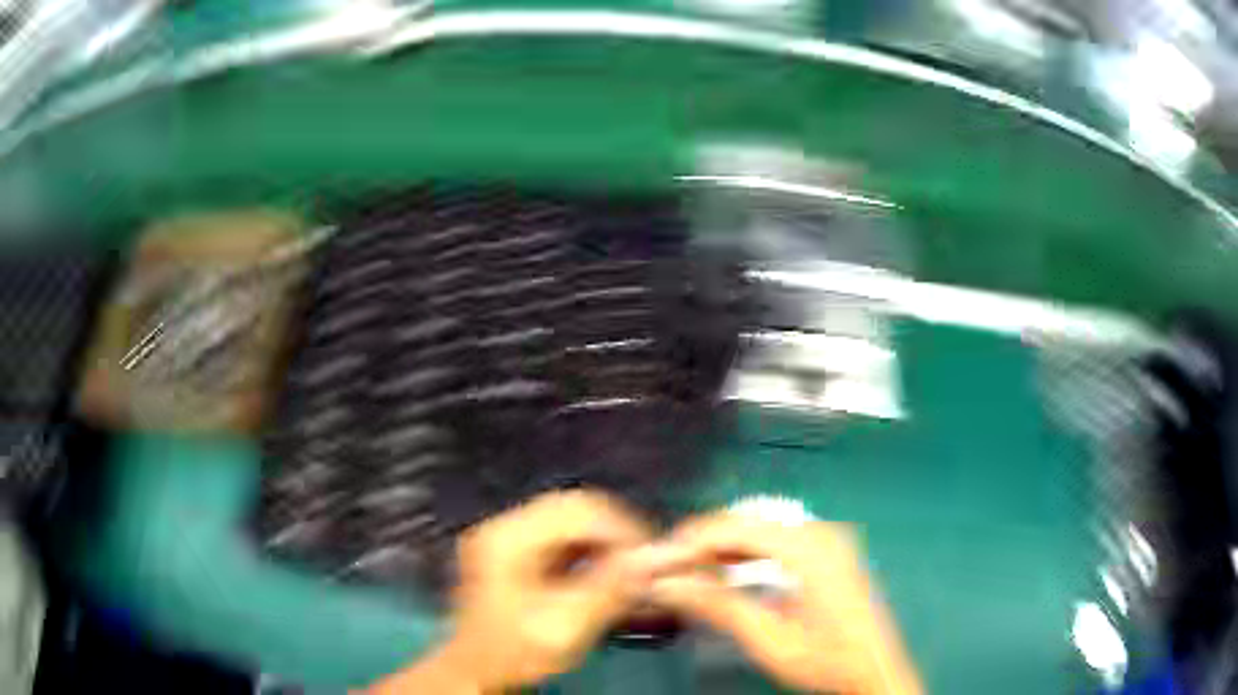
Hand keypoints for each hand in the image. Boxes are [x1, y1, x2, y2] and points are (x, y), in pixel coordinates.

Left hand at [370, 490, 654, 693]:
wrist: (476, 672)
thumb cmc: (513, 653)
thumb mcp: (564, 627)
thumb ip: (608, 591)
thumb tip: (651, 561)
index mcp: (508, 539)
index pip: (578, 510)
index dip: (621, 530)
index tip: (648, 559)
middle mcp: (504, 527)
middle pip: (574, 508)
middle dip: (615, 534)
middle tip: (643, 564)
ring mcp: (507, 537)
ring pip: (571, 521)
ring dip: (604, 543)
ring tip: (628, 571)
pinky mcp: (513, 552)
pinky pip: (562, 537)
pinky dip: (589, 552)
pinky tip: (604, 576)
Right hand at [649, 514, 921, 694]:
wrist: (873, 670)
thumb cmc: (828, 659)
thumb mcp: (767, 637)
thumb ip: (717, 605)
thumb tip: (670, 584)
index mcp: (811, 548)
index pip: (737, 528)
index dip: (692, 540)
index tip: (659, 556)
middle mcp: (823, 533)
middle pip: (748, 524)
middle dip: (704, 544)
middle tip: (670, 567)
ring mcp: (830, 540)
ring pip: (761, 530)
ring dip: (723, 548)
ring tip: (690, 571)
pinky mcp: (830, 551)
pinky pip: (778, 540)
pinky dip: (747, 553)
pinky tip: (727, 571)